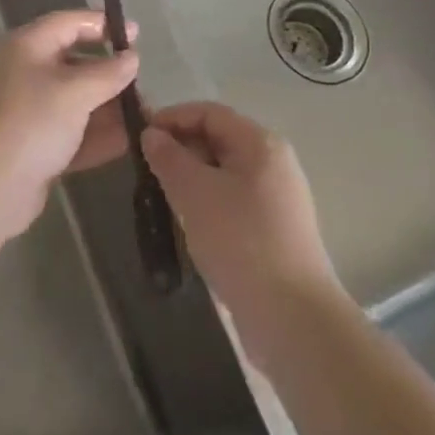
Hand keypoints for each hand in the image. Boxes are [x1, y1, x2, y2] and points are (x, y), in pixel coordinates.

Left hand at [0, 10, 140, 241]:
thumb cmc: (31, 122)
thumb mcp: (75, 92)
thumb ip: (108, 73)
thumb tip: (131, 57)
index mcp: (25, 46)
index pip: (68, 23)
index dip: (102, 25)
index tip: (136, 35)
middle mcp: (21, 72)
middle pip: (71, 62)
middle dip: (107, 73)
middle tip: (141, 83)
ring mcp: (22, 112)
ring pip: (71, 101)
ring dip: (105, 107)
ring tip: (143, 116)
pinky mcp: (27, 147)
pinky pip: (66, 132)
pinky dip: (93, 135)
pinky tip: (126, 143)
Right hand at [142, 102, 341, 369]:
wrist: (294, 321)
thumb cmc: (241, 242)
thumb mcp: (194, 193)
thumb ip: (169, 157)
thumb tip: (152, 134)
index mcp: (260, 143)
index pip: (209, 112)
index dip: (172, 118)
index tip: (140, 138)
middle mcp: (274, 163)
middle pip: (219, 140)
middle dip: (181, 149)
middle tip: (148, 171)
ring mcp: (278, 199)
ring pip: (225, 173)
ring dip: (192, 179)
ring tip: (164, 199)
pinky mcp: (276, 231)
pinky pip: (234, 201)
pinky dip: (209, 203)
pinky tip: (191, 227)